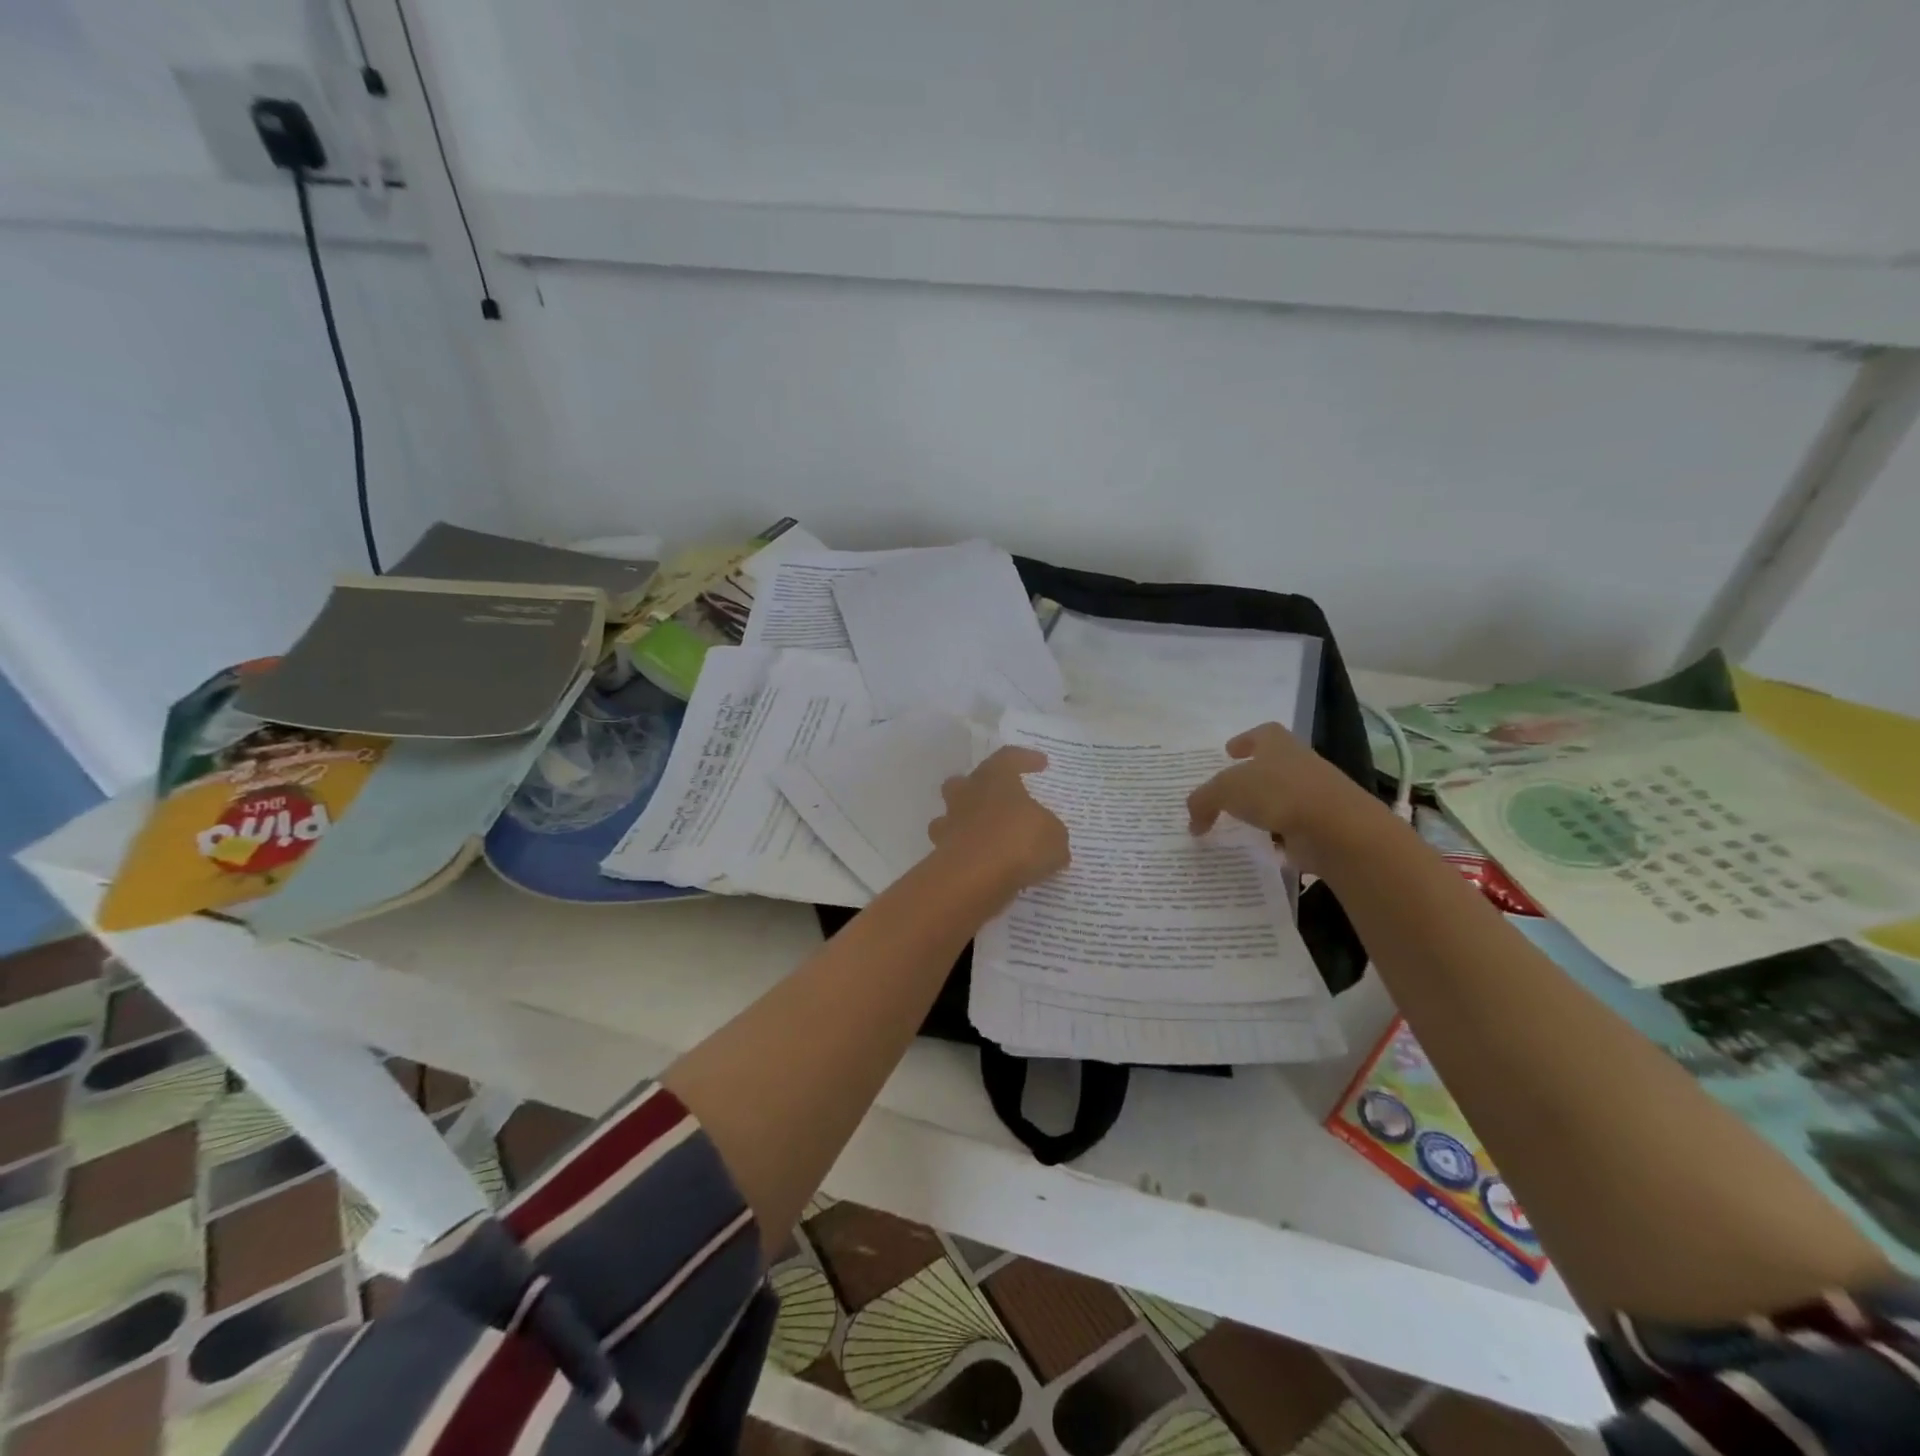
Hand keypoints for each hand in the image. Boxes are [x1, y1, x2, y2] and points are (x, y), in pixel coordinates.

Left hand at [928, 747, 1068, 893]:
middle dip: (977, 788)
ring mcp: (949, 825)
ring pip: (951, 816)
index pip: (1008, 758)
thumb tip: (1051, 839)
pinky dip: (967, 854)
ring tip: (987, 837)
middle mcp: (967, 796)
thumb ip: (1051, 833)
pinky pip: (954, 848)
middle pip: (963, 782)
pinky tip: (986, 867)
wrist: (974, 878)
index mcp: (994, 779)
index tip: (1041, 764)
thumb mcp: (1054, 836)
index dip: (1025, 759)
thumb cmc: (1018, 842)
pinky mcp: (940, 854)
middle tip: (997, 798)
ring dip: (966, 823)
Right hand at [1187, 723, 1384, 875]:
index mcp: (1278, 745)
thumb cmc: (1277, 794)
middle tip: (1230, 787)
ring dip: (1265, 806)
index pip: (1262, 733)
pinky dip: (1278, 834)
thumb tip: (1193, 821)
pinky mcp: (1322, 825)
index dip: (1245, 739)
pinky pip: (1292, 827)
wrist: (1336, 829)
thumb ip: (1203, 801)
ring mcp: (1314, 795)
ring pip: (1283, 796)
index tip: (1229, 751)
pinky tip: (1261, 845)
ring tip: (1240, 819)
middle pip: (1273, 764)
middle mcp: (1299, 764)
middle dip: (1253, 774)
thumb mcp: (1225, 791)